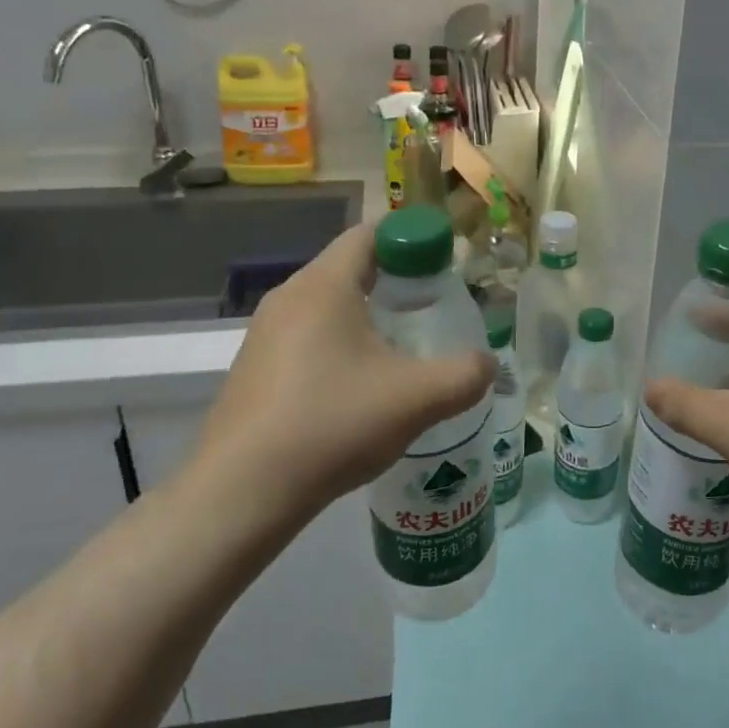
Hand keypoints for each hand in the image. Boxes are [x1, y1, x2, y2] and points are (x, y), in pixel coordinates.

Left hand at [186, 224, 494, 528]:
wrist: (240, 493)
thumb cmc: (332, 424)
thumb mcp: (417, 398)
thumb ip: (465, 374)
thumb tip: (488, 364)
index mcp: (324, 285)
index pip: (370, 234)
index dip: (411, 240)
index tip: (443, 267)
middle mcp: (288, 297)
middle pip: (349, 267)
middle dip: (394, 281)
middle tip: (431, 310)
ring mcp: (264, 334)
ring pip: (327, 306)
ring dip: (365, 317)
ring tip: (400, 351)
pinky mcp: (253, 369)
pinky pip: (305, 338)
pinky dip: (338, 346)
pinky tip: (357, 389)